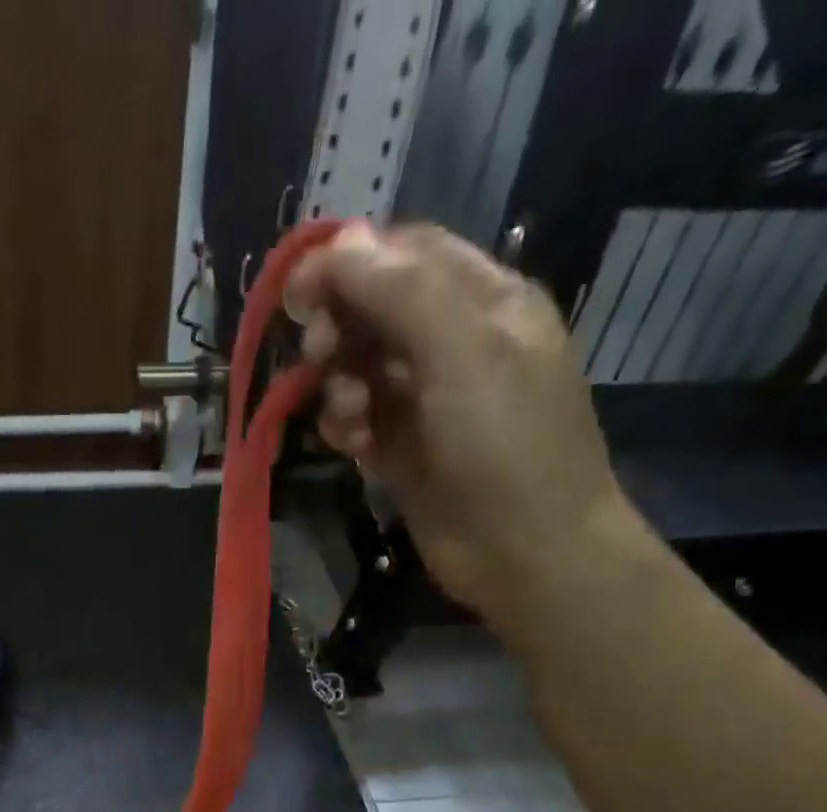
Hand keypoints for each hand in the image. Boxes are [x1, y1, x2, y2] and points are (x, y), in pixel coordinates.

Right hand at [284, 222, 640, 626]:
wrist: (528, 553)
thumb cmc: (507, 445)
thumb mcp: (463, 352)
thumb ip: (401, 292)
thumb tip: (339, 242)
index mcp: (484, 301)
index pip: (405, 254)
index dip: (349, 262)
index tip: (298, 290)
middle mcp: (453, 343)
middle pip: (374, 310)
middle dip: (339, 328)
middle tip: (318, 356)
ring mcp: (426, 401)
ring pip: (359, 368)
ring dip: (339, 386)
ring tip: (350, 419)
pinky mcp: (403, 451)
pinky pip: (358, 421)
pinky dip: (345, 427)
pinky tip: (352, 447)